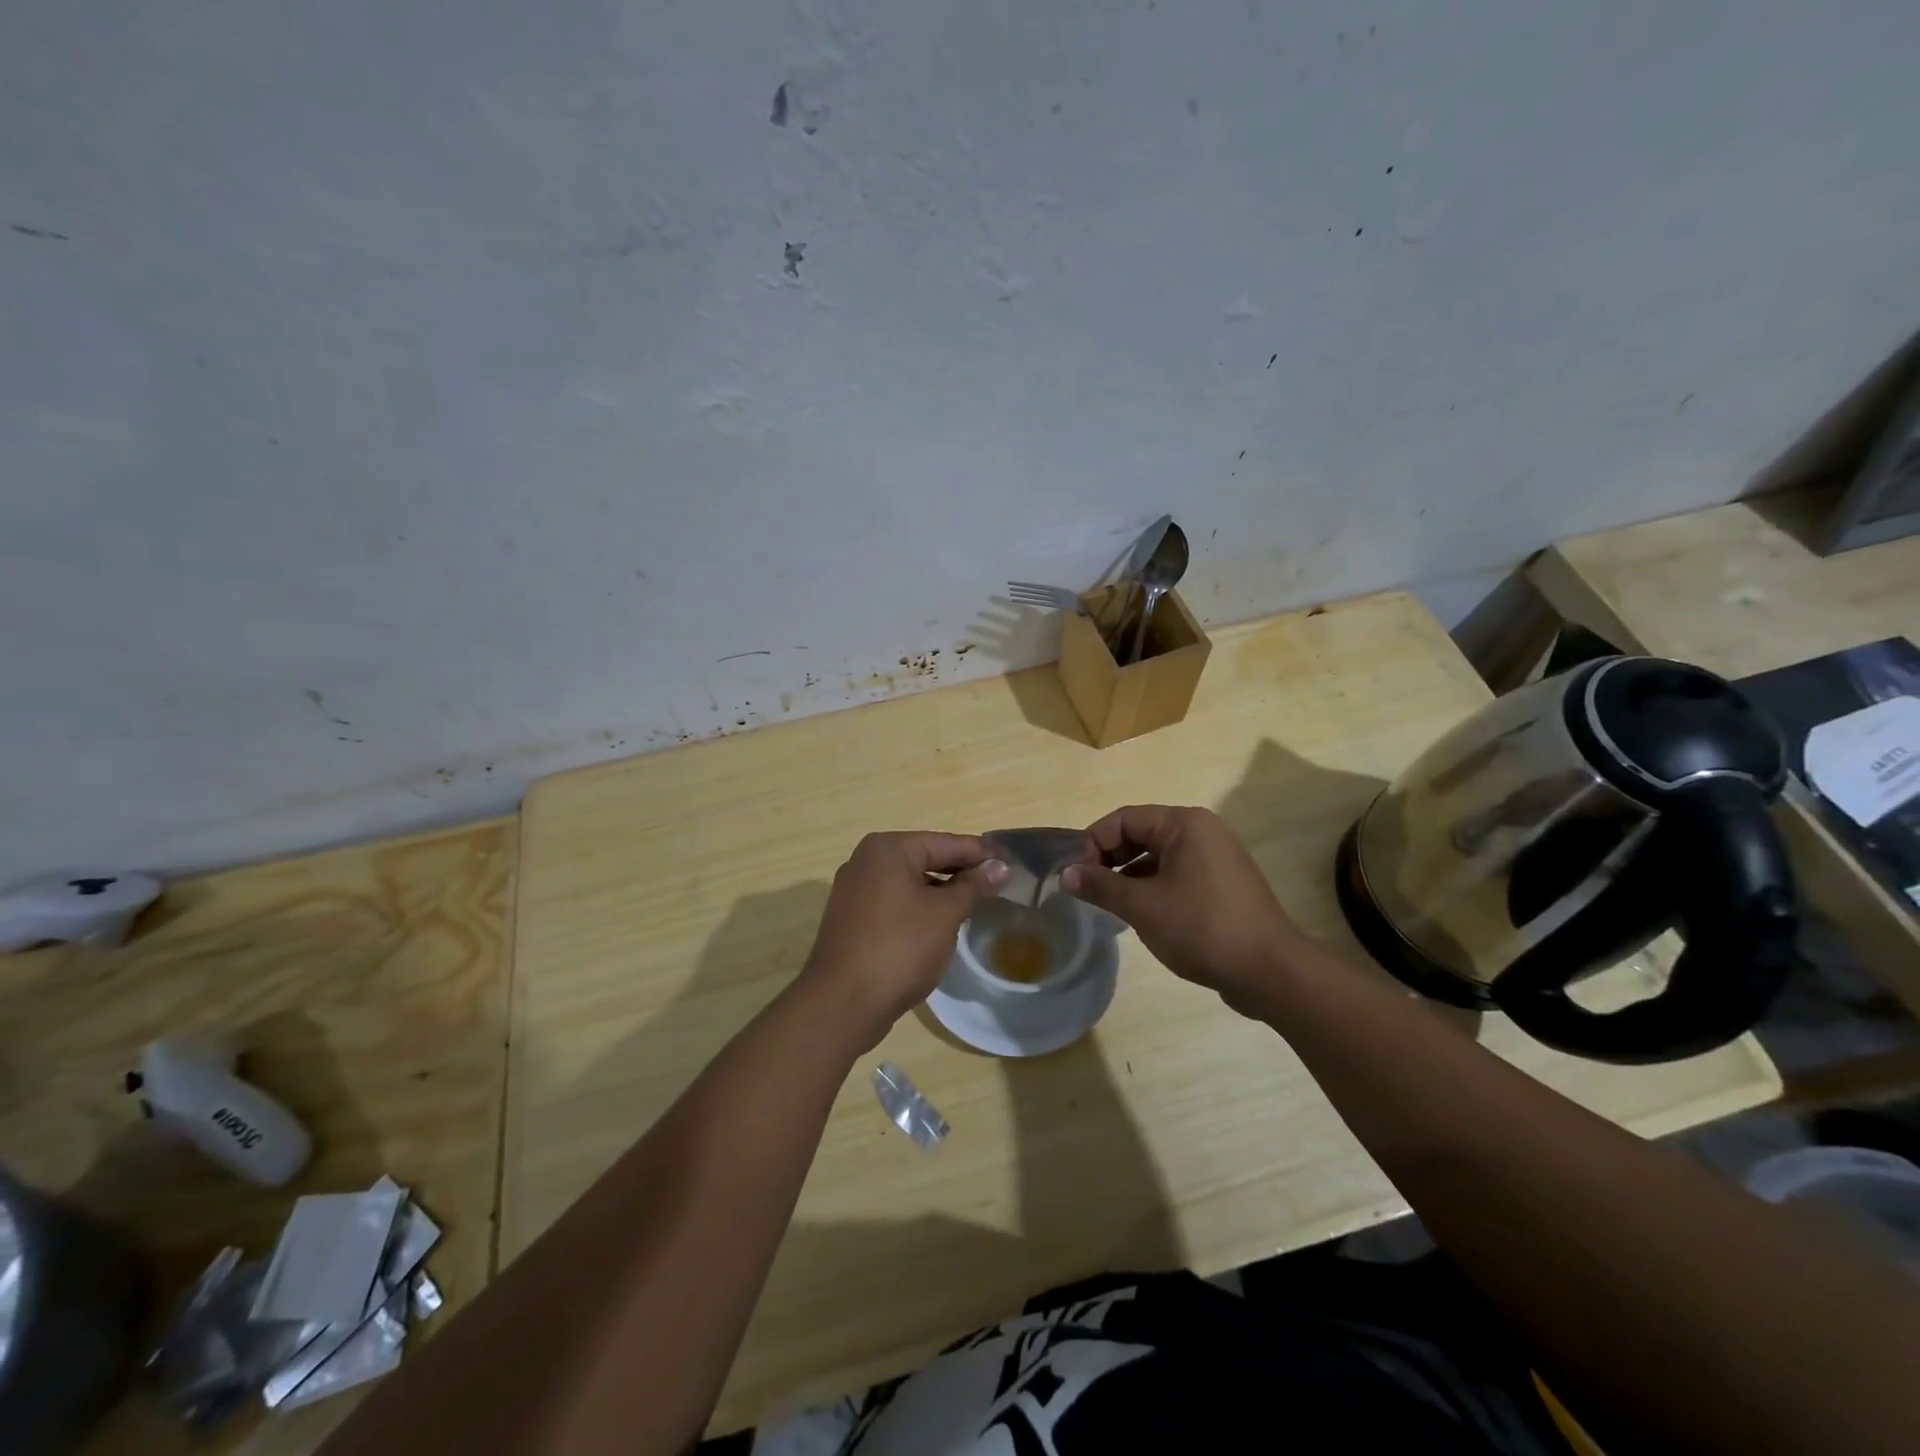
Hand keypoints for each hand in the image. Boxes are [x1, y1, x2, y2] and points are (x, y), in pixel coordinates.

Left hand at [798, 832, 1008, 1053]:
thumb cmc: (899, 948)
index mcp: (888, 849)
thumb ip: (974, 886)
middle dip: (962, 873)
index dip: (982, 854)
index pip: (947, 843)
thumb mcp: (945, 914)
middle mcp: (867, 861)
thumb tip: (1000, 866)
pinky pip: (895, 904)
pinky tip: (942, 926)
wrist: (842, 1004)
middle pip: (927, 859)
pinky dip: (920, 909)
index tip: (1013, 864)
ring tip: (977, 906)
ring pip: (911, 883)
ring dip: (942, 893)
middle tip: (1000, 887)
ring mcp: (855, 891)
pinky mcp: (852, 919)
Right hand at [1062, 805, 1310, 1012]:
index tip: (1073, 874)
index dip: (1093, 842)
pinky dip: (1152, 888)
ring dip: (1128, 877)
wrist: (1270, 972)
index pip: (1124, 819)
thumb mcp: (1143, 906)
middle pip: (1140, 834)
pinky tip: (1139, 916)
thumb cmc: (1202, 928)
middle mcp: (1202, 832)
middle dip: (1109, 859)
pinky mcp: (1222, 885)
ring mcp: (1215, 859)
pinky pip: (1176, 875)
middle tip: (1085, 889)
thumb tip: (1065, 874)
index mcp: (1184, 824)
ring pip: (1157, 857)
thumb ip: (1100, 886)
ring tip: (1106, 905)